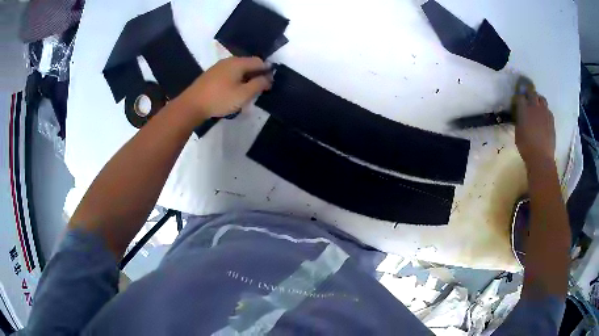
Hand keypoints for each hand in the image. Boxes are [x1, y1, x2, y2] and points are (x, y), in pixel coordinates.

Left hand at [176, 57, 271, 122]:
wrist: (192, 105)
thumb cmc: (220, 99)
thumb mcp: (243, 94)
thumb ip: (258, 84)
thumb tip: (268, 78)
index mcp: (238, 63)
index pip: (259, 61)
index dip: (267, 71)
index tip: (270, 84)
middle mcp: (229, 61)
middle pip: (248, 64)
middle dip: (256, 75)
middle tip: (259, 90)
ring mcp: (218, 67)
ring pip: (238, 69)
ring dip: (245, 78)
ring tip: (246, 92)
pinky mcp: (211, 74)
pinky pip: (229, 74)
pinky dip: (235, 80)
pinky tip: (232, 91)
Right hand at [515, 92, 555, 165]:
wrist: (541, 158)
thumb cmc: (526, 147)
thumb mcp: (518, 133)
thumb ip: (520, 121)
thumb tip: (520, 116)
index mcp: (524, 110)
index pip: (520, 97)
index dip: (519, 98)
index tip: (518, 102)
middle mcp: (534, 107)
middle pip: (532, 93)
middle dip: (529, 94)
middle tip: (528, 98)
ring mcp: (544, 113)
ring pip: (542, 99)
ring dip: (538, 100)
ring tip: (537, 106)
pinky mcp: (551, 120)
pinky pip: (548, 110)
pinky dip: (545, 111)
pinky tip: (544, 117)